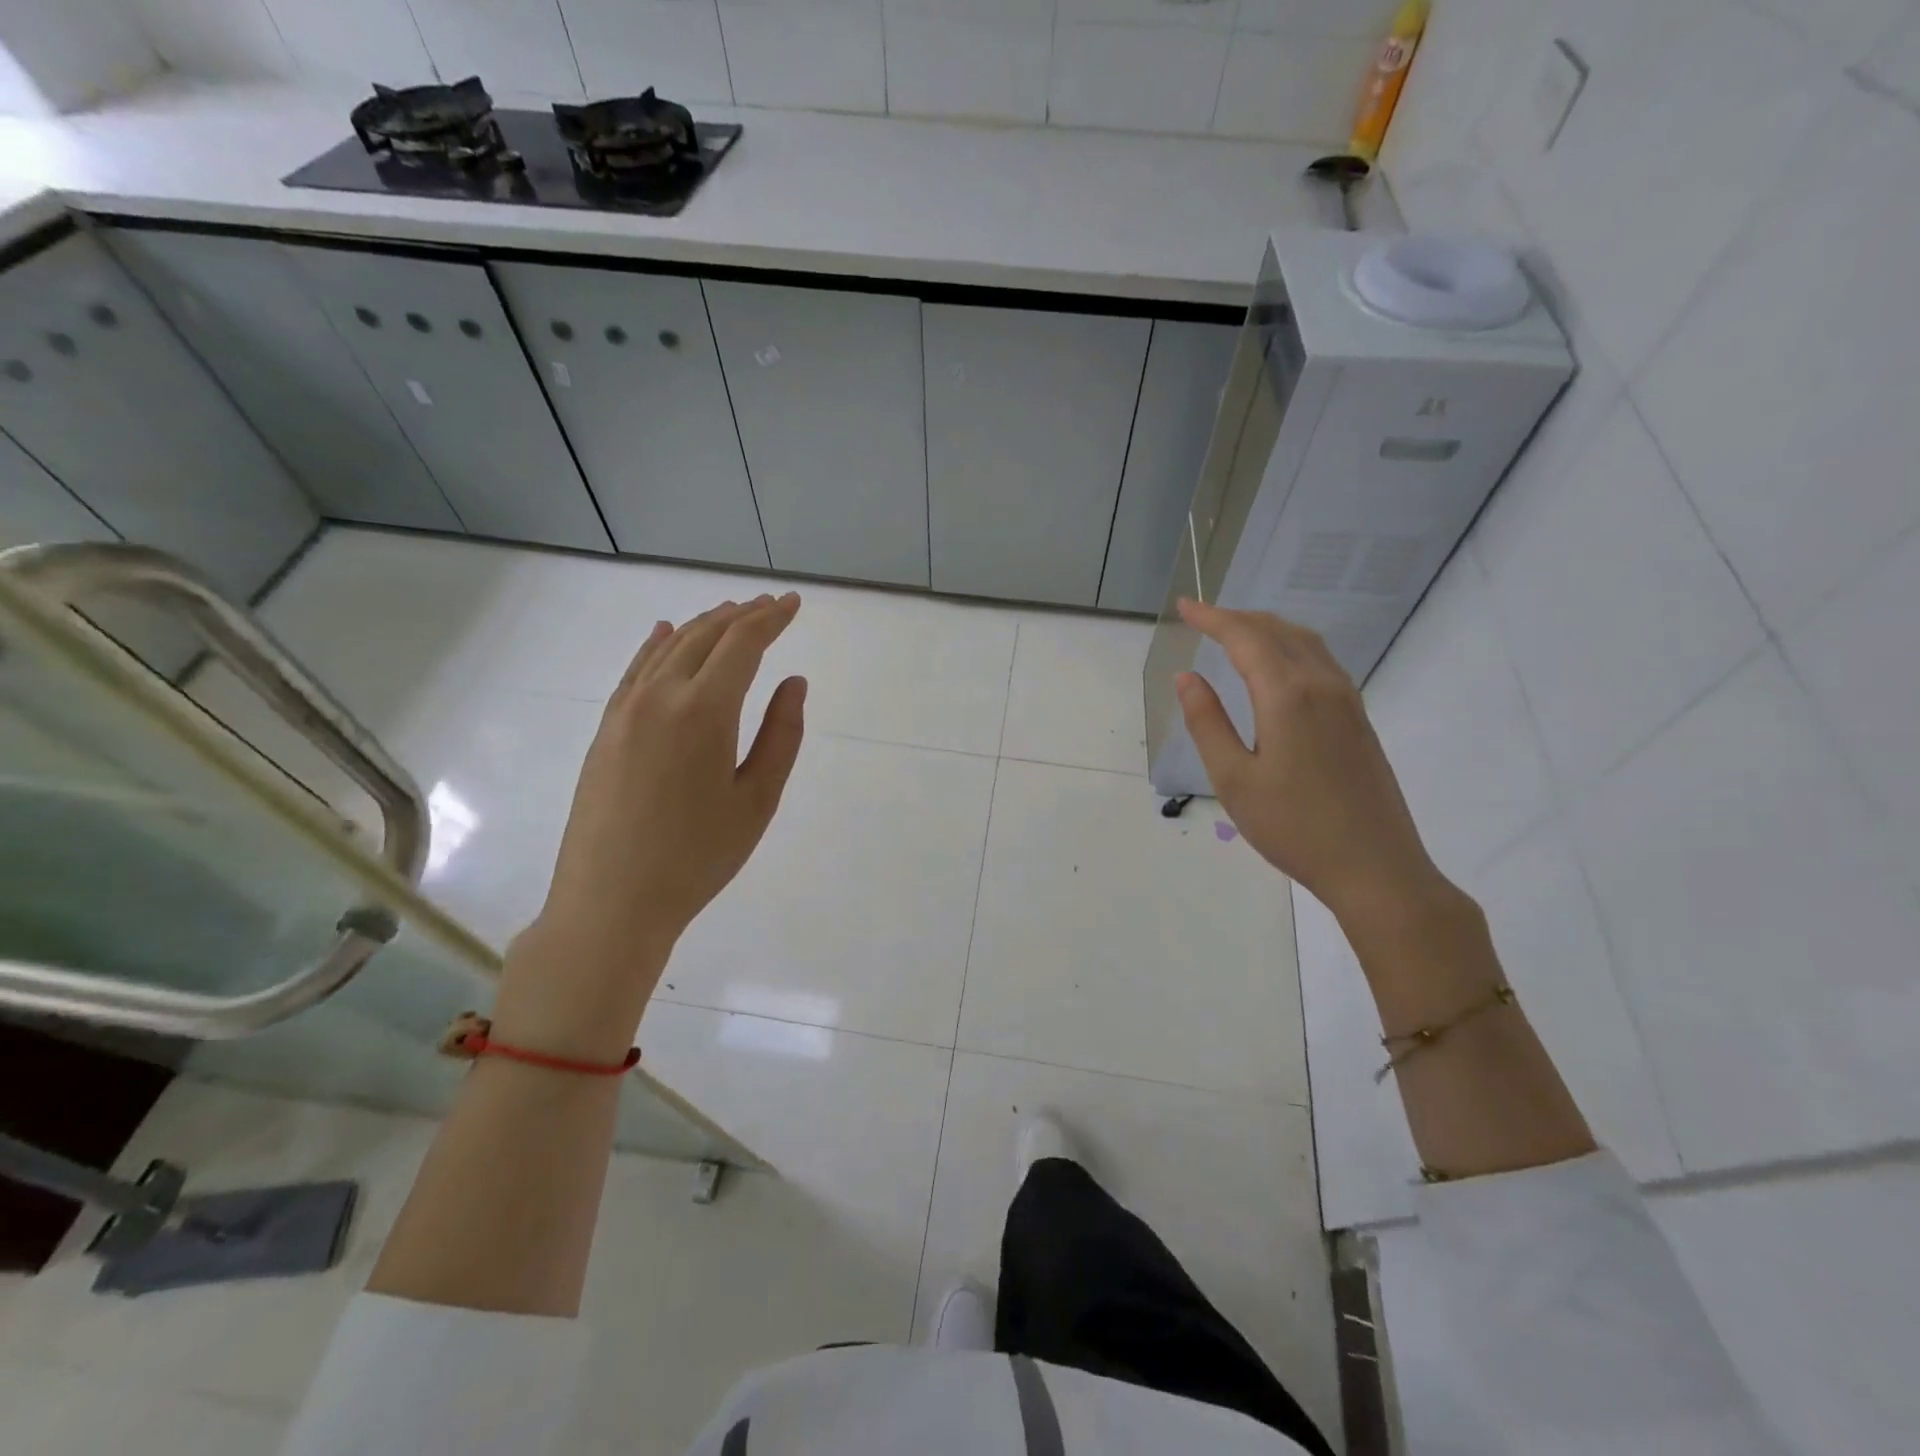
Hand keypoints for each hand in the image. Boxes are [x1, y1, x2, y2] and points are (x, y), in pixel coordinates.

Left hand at [492, 594, 806, 1058]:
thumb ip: (781, 735)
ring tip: (731, 612)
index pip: (742, 645)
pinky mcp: (606, 730)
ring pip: (667, 648)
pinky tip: (665, 634)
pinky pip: (635, 671)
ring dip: (703, 626)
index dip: (771, 619)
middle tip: (771, 605)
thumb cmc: (698, 857)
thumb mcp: (757, 800)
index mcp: (704, 711)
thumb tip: (793, 682)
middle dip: (742, 616)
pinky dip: (656, 646)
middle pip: (704, 637)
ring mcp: (625, 711)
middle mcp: (660, 697)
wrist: (611, 901)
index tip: (794, 604)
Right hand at [1173, 598, 1445, 920]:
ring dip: (1266, 629)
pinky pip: (1320, 661)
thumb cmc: (1294, 827)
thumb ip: (1207, 722)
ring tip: (1234, 633)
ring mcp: (1347, 700)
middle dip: (1237, 618)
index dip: (1212, 618)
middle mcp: (1321, 685)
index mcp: (1287, 695)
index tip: (1184, 606)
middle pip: (1277, 631)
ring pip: (1304, 642)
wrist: (1376, 867)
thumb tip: (1186, 677)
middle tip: (1202, 618)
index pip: (1244, 638)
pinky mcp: (1358, 718)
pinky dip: (1289, 646)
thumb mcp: (1234, 779)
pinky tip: (1276, 666)